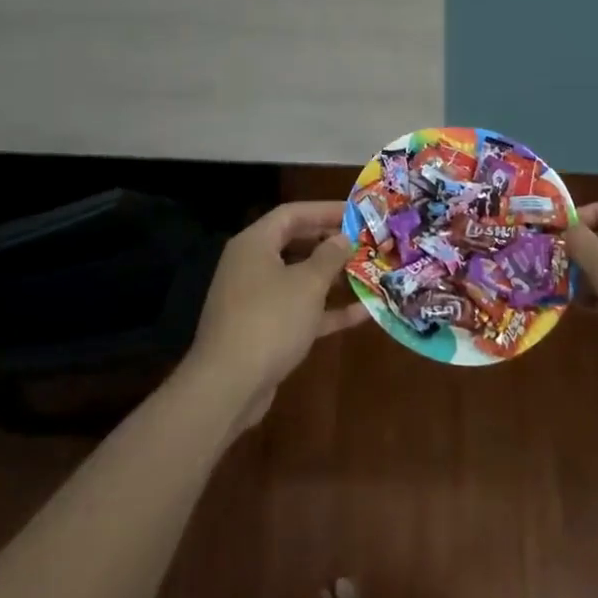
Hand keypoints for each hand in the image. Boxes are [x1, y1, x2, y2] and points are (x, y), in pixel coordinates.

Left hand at [187, 202, 364, 426]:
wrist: (227, 387)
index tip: (358, 213)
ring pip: (299, 279)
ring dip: (333, 278)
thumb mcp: (307, 284)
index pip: (293, 213)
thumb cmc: (270, 320)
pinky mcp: (264, 330)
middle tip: (366, 244)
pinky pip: (299, 310)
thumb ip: (330, 256)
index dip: (326, 210)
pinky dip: (326, 310)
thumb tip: (343, 238)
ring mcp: (256, 300)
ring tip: (370, 274)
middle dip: (332, 244)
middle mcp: (251, 266)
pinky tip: (362, 313)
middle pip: (296, 244)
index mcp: (255, 244)